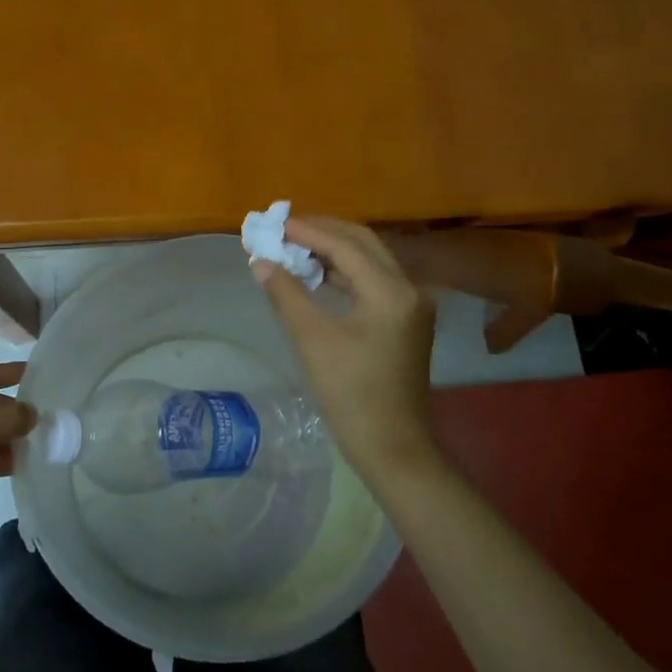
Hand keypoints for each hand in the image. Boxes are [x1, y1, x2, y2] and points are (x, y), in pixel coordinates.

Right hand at [252, 217, 440, 480]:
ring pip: (368, 260)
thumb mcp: (313, 341)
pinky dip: (343, 272)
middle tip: (282, 230)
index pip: (345, 245)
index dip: (307, 231)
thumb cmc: (352, 395)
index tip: (273, 223)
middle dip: (322, 232)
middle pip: (362, 243)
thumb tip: (260, 261)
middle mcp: (408, 288)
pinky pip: (372, 281)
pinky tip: (316, 276)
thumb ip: (286, 294)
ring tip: (293, 247)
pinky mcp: (405, 320)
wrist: (394, 448)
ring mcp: (410, 304)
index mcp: (391, 291)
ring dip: (332, 251)